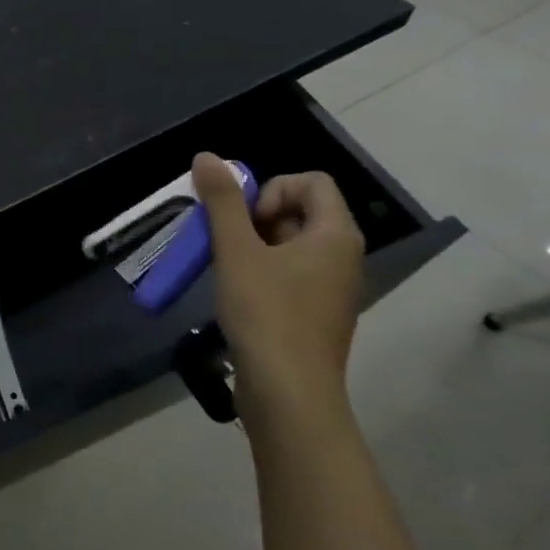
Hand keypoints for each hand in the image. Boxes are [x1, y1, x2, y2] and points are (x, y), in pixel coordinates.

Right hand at [191, 152, 364, 435]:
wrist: (289, 393)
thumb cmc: (266, 314)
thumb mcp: (236, 251)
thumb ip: (222, 201)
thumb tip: (207, 156)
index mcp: (335, 235)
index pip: (312, 181)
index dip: (272, 189)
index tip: (247, 221)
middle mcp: (342, 256)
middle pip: (300, 210)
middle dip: (255, 217)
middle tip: (228, 243)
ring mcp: (331, 288)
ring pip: (290, 244)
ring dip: (253, 245)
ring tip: (227, 269)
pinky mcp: (315, 313)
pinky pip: (290, 273)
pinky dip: (261, 272)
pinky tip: (238, 294)